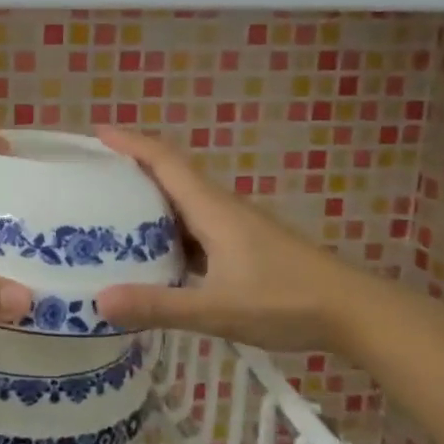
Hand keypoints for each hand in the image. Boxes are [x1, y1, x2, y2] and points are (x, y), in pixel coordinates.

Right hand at [92, 127, 374, 351]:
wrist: (352, 312)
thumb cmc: (285, 301)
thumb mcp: (216, 308)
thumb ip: (159, 305)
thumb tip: (99, 300)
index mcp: (212, 209)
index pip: (165, 161)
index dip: (131, 142)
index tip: (97, 132)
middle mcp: (221, 209)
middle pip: (171, 174)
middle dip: (132, 166)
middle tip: (91, 174)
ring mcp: (234, 227)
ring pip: (184, 201)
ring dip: (149, 198)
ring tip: (109, 210)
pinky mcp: (243, 246)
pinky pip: (195, 225)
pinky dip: (168, 228)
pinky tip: (153, 252)